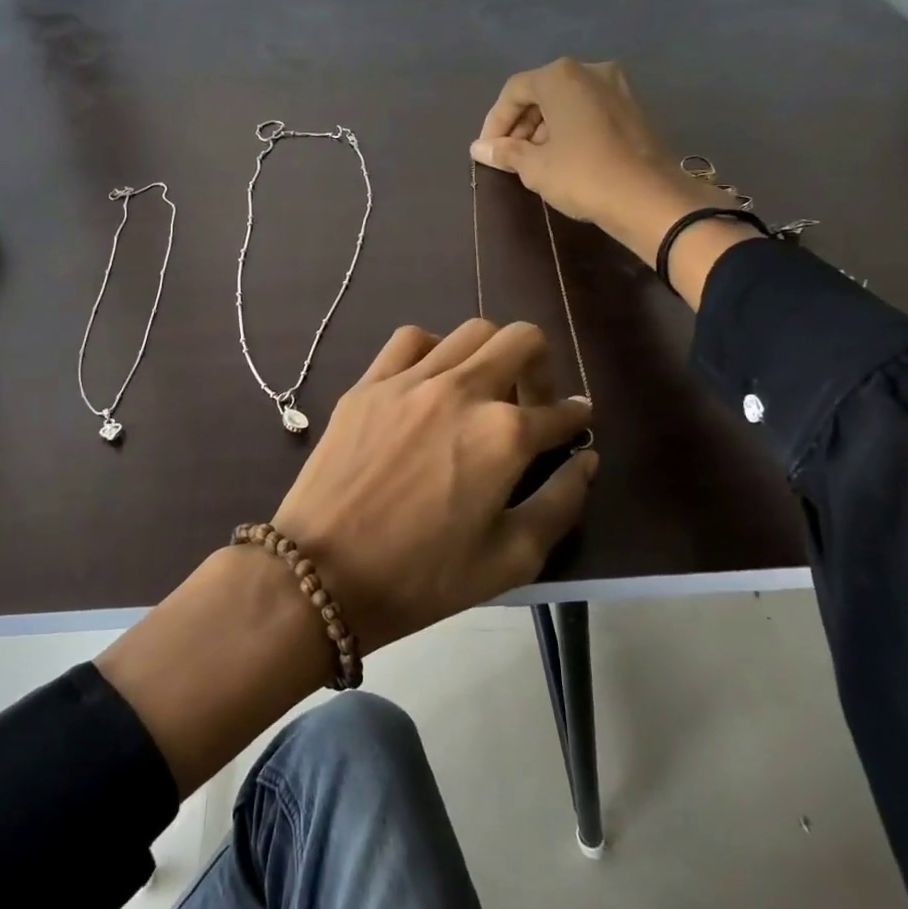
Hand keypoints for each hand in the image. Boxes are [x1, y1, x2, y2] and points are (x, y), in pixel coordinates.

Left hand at [272, 320, 596, 653]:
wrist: (321, 573)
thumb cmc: (421, 577)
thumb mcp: (510, 559)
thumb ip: (561, 503)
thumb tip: (585, 460)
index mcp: (504, 435)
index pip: (560, 412)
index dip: (577, 418)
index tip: (577, 423)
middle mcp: (462, 391)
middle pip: (522, 339)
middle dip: (542, 366)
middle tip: (532, 402)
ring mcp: (410, 381)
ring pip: (470, 331)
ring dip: (491, 354)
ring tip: (482, 391)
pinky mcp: (369, 384)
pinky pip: (410, 340)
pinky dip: (433, 349)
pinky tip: (430, 380)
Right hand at [471, 58, 758, 303]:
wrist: (648, 197)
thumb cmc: (582, 175)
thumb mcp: (535, 167)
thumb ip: (505, 152)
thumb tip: (478, 148)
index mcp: (561, 76)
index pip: (514, 91)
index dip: (495, 121)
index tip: (487, 151)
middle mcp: (590, 71)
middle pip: (542, 92)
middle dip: (520, 124)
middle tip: (508, 157)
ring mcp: (616, 87)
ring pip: (566, 102)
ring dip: (544, 128)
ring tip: (533, 162)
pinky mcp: (632, 108)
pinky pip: (588, 111)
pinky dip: (569, 129)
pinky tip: (562, 158)